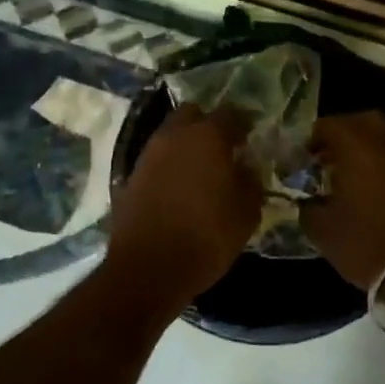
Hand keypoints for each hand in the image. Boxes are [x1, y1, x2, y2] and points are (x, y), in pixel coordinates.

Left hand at [106, 104, 261, 305]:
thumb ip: (251, 181)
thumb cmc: (206, 238)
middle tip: (224, 149)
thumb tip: (246, 166)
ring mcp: (149, 153)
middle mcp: (175, 135)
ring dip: (187, 144)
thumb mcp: (246, 214)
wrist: (147, 268)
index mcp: (208, 136)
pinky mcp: (132, 175)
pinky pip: (157, 158)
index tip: (252, 139)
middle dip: (209, 125)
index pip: (232, 114)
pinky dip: (170, 164)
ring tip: (203, 170)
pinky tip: (181, 187)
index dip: (245, 124)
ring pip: (172, 134)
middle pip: (194, 114)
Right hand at [301, 110, 384, 288]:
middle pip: (361, 121)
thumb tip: (305, 200)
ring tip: (345, 173)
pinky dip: (381, 164)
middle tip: (324, 155)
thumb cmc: (366, 244)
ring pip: (383, 138)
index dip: (310, 137)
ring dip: (363, 147)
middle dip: (340, 133)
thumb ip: (307, 207)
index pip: (329, 125)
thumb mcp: (323, 230)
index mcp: (358, 149)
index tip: (300, 156)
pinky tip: (368, 189)